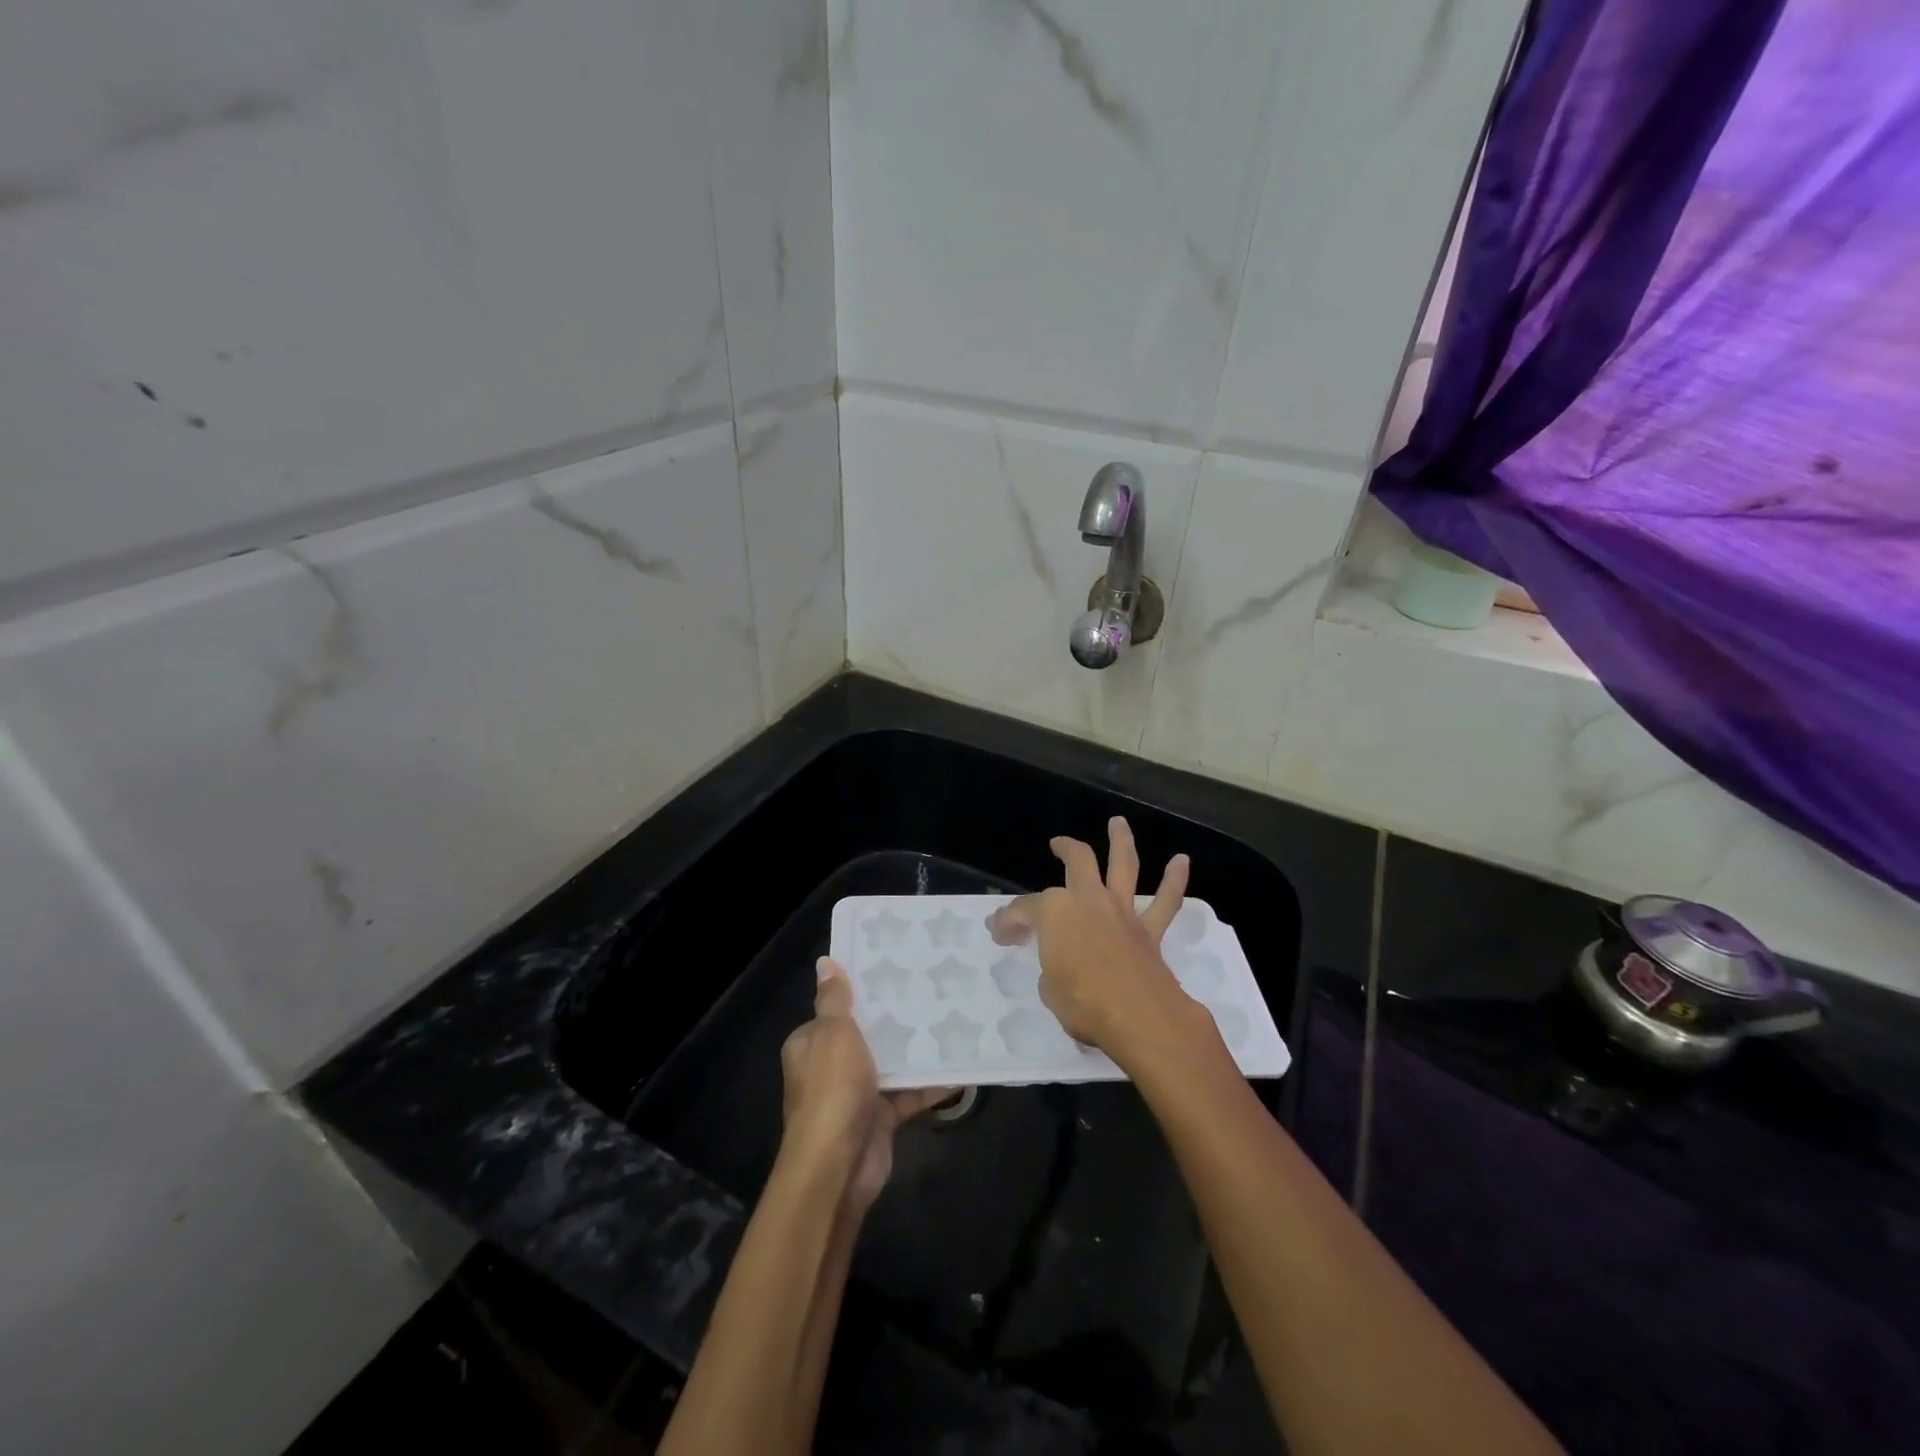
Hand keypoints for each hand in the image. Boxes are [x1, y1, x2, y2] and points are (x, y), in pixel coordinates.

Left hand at [780, 958, 950, 1216]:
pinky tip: (960, 1068)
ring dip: (914, 1050)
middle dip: (893, 1018)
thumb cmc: (831, 1091)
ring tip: (950, 1019)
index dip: (859, 991)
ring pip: (889, 1064)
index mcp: (811, 1044)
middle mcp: (829, 1067)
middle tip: (929, 989)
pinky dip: (930, 1084)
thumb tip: (825, 961)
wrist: (838, 1167)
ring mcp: (855, 1094)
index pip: (834, 1010)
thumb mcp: (834, 1034)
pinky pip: (908, 1094)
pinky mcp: (879, 1118)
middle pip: (865, 1035)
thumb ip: (835, 1000)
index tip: (891, 969)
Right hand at [988, 817, 1205, 1068]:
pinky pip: (1165, 902)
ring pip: (1122, 865)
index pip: (1023, 910)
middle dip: (1066, 849)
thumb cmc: (1082, 1003)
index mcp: (1054, 912)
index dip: (1008, 921)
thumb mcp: (1048, 988)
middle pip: (1077, 862)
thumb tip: (1058, 962)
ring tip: (1118, 822)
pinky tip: (1181, 861)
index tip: (1000, 934)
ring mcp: (1121, 912)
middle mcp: (1088, 900)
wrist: (1138, 1018)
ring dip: (1121, 841)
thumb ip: (1051, 966)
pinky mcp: (1149, 930)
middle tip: (1057, 844)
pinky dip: (1174, 880)